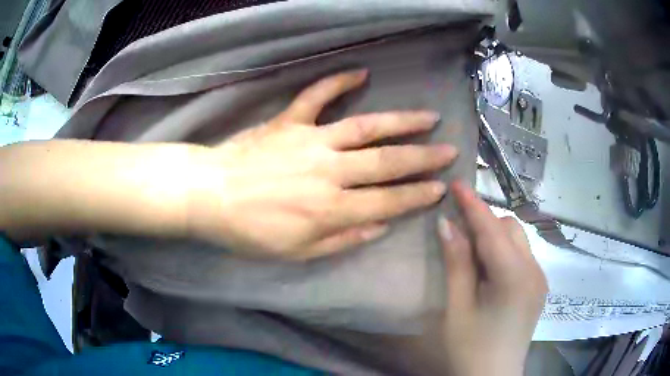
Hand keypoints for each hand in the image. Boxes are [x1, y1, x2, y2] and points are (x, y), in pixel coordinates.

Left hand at [189, 70, 458, 259]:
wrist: (209, 196)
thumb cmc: (250, 231)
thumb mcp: (296, 252)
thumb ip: (342, 240)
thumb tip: (380, 226)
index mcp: (331, 209)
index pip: (387, 201)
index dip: (417, 195)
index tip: (440, 188)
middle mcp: (329, 171)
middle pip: (386, 163)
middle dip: (423, 158)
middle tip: (449, 151)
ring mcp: (310, 140)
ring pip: (365, 127)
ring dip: (400, 122)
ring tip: (428, 117)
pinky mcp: (289, 121)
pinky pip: (317, 96)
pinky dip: (338, 82)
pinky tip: (361, 72)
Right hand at [439, 182, 547, 375]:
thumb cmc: (470, 349)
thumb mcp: (457, 308)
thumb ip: (457, 263)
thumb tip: (447, 224)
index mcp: (514, 277)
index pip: (492, 229)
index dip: (473, 204)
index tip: (457, 182)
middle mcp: (534, 271)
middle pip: (510, 229)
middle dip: (485, 223)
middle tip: (458, 233)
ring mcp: (540, 279)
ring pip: (518, 240)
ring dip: (495, 238)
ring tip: (472, 255)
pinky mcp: (538, 287)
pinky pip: (521, 256)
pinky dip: (504, 253)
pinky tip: (489, 272)